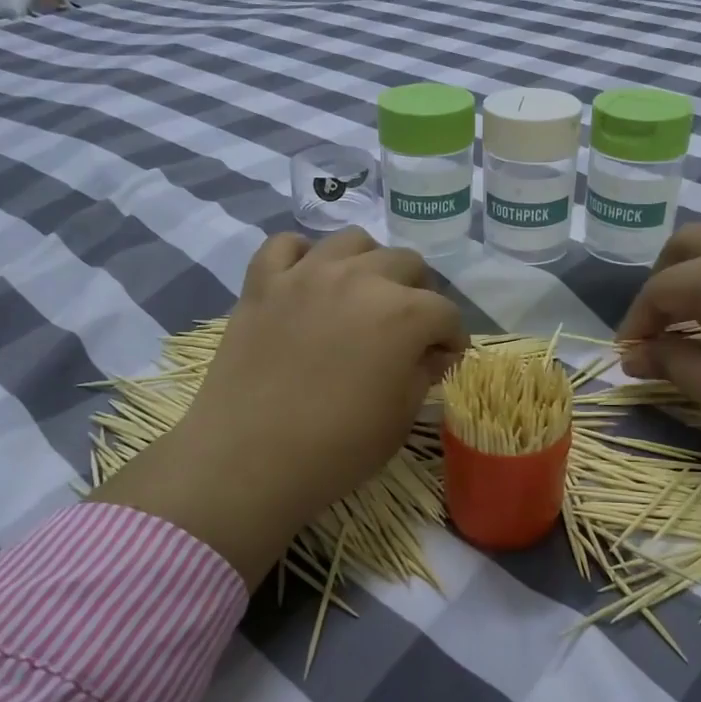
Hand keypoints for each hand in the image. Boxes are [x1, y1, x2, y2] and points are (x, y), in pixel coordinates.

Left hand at [93, 229, 466, 585]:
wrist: (248, 460)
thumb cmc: (336, 448)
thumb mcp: (399, 418)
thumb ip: (422, 373)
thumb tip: (432, 353)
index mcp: (403, 314)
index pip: (445, 312)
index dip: (452, 337)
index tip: (444, 358)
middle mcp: (359, 278)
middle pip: (405, 263)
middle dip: (418, 294)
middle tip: (407, 328)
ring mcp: (306, 274)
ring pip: (352, 241)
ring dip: (368, 264)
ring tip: (362, 295)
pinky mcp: (263, 283)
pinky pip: (285, 245)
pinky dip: (301, 256)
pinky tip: (306, 280)